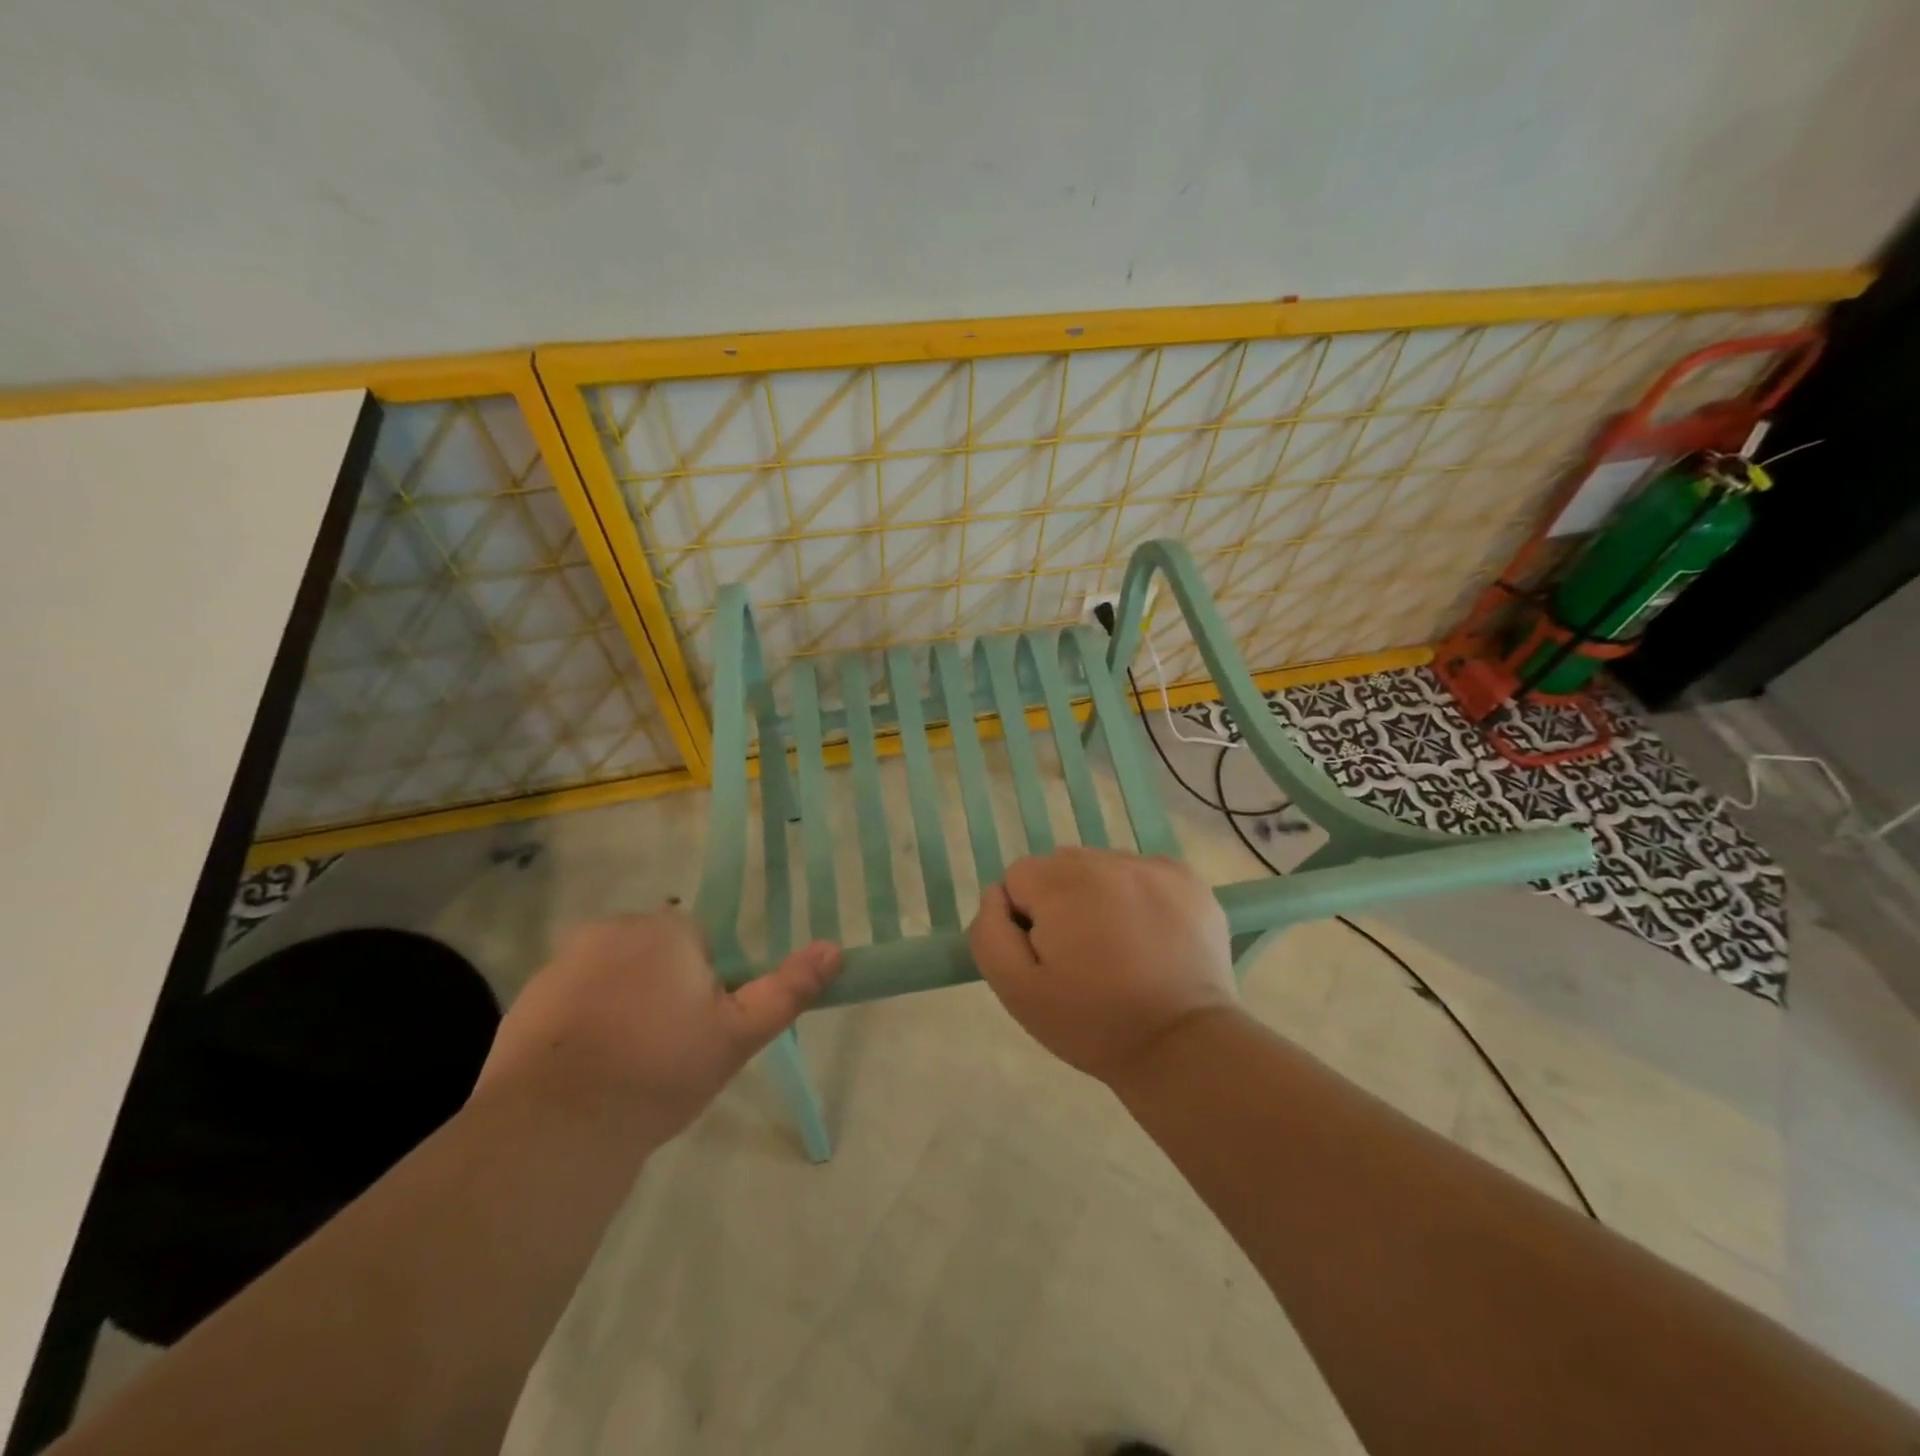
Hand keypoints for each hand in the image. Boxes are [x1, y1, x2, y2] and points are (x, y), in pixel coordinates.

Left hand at [475, 911, 839, 1144]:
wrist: (555, 1128)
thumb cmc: (661, 1070)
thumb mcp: (738, 1035)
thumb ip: (787, 988)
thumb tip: (836, 947)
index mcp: (667, 929)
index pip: (701, 942)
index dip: (708, 985)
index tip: (702, 1029)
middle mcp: (613, 929)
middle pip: (655, 952)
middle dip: (665, 989)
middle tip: (669, 1049)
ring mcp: (562, 962)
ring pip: (614, 975)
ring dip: (624, 1003)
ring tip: (627, 1065)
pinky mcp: (526, 999)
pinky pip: (573, 1000)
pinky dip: (583, 1023)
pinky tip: (588, 1071)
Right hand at [967, 847, 1235, 1083]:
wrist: (1182, 1046)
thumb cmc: (1092, 1023)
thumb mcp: (1016, 991)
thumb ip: (989, 933)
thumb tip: (996, 895)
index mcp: (1062, 883)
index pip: (1018, 877)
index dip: (1025, 919)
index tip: (1048, 957)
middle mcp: (1106, 860)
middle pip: (1060, 866)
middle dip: (1060, 902)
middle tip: (1081, 956)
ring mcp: (1152, 867)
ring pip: (1101, 867)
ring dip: (1098, 896)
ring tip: (1118, 948)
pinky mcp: (1188, 880)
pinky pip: (1143, 873)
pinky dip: (1138, 895)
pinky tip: (1148, 935)